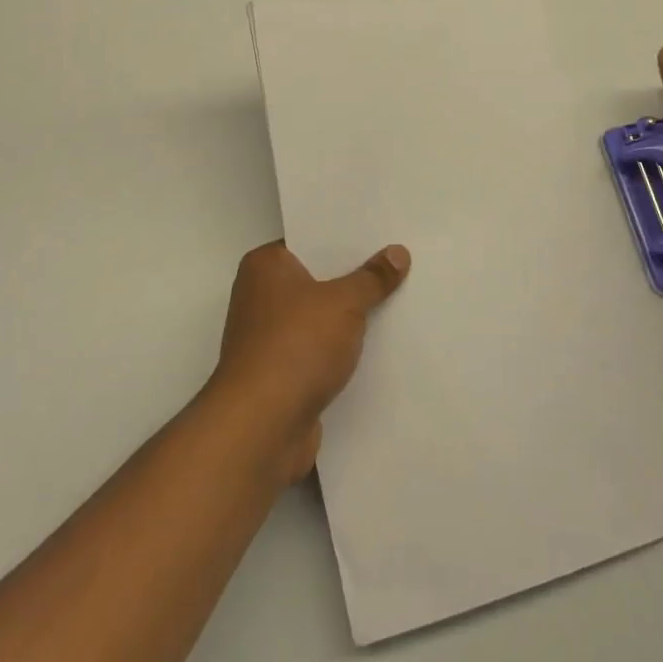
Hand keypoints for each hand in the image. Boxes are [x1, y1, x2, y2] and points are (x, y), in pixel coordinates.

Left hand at [208, 240, 410, 481]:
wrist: (262, 426)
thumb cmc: (296, 346)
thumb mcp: (344, 303)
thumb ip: (372, 278)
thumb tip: (398, 252)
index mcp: (265, 266)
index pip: (310, 239)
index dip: (345, 239)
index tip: (383, 235)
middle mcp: (261, 296)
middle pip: (317, 278)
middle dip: (354, 278)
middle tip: (400, 264)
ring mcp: (269, 337)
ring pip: (320, 317)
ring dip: (351, 318)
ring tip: (400, 302)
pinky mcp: (281, 373)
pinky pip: (320, 349)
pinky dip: (343, 350)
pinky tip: (379, 347)